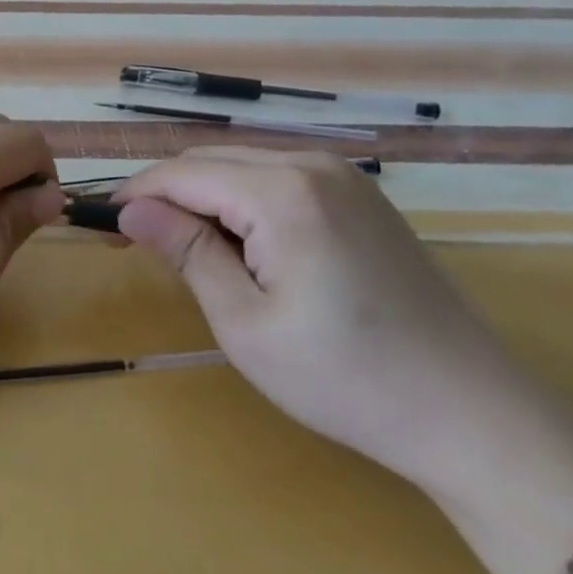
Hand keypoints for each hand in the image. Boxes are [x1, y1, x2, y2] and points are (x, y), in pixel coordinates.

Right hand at [114, 147, 552, 496]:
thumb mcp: (246, 323)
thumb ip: (186, 252)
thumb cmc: (346, 379)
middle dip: (166, 194)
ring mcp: (343, 176)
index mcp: (283, 192)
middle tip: (133, 241)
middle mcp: (312, 164)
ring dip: (202, 196)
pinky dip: (241, 200)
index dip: (135, 195)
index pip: (183, 173)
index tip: (100, 228)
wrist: (472, 413)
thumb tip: (129, 211)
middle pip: (211, 159)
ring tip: (182, 247)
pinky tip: (238, 242)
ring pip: (242, 164)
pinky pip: (277, 177)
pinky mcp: (359, 195)